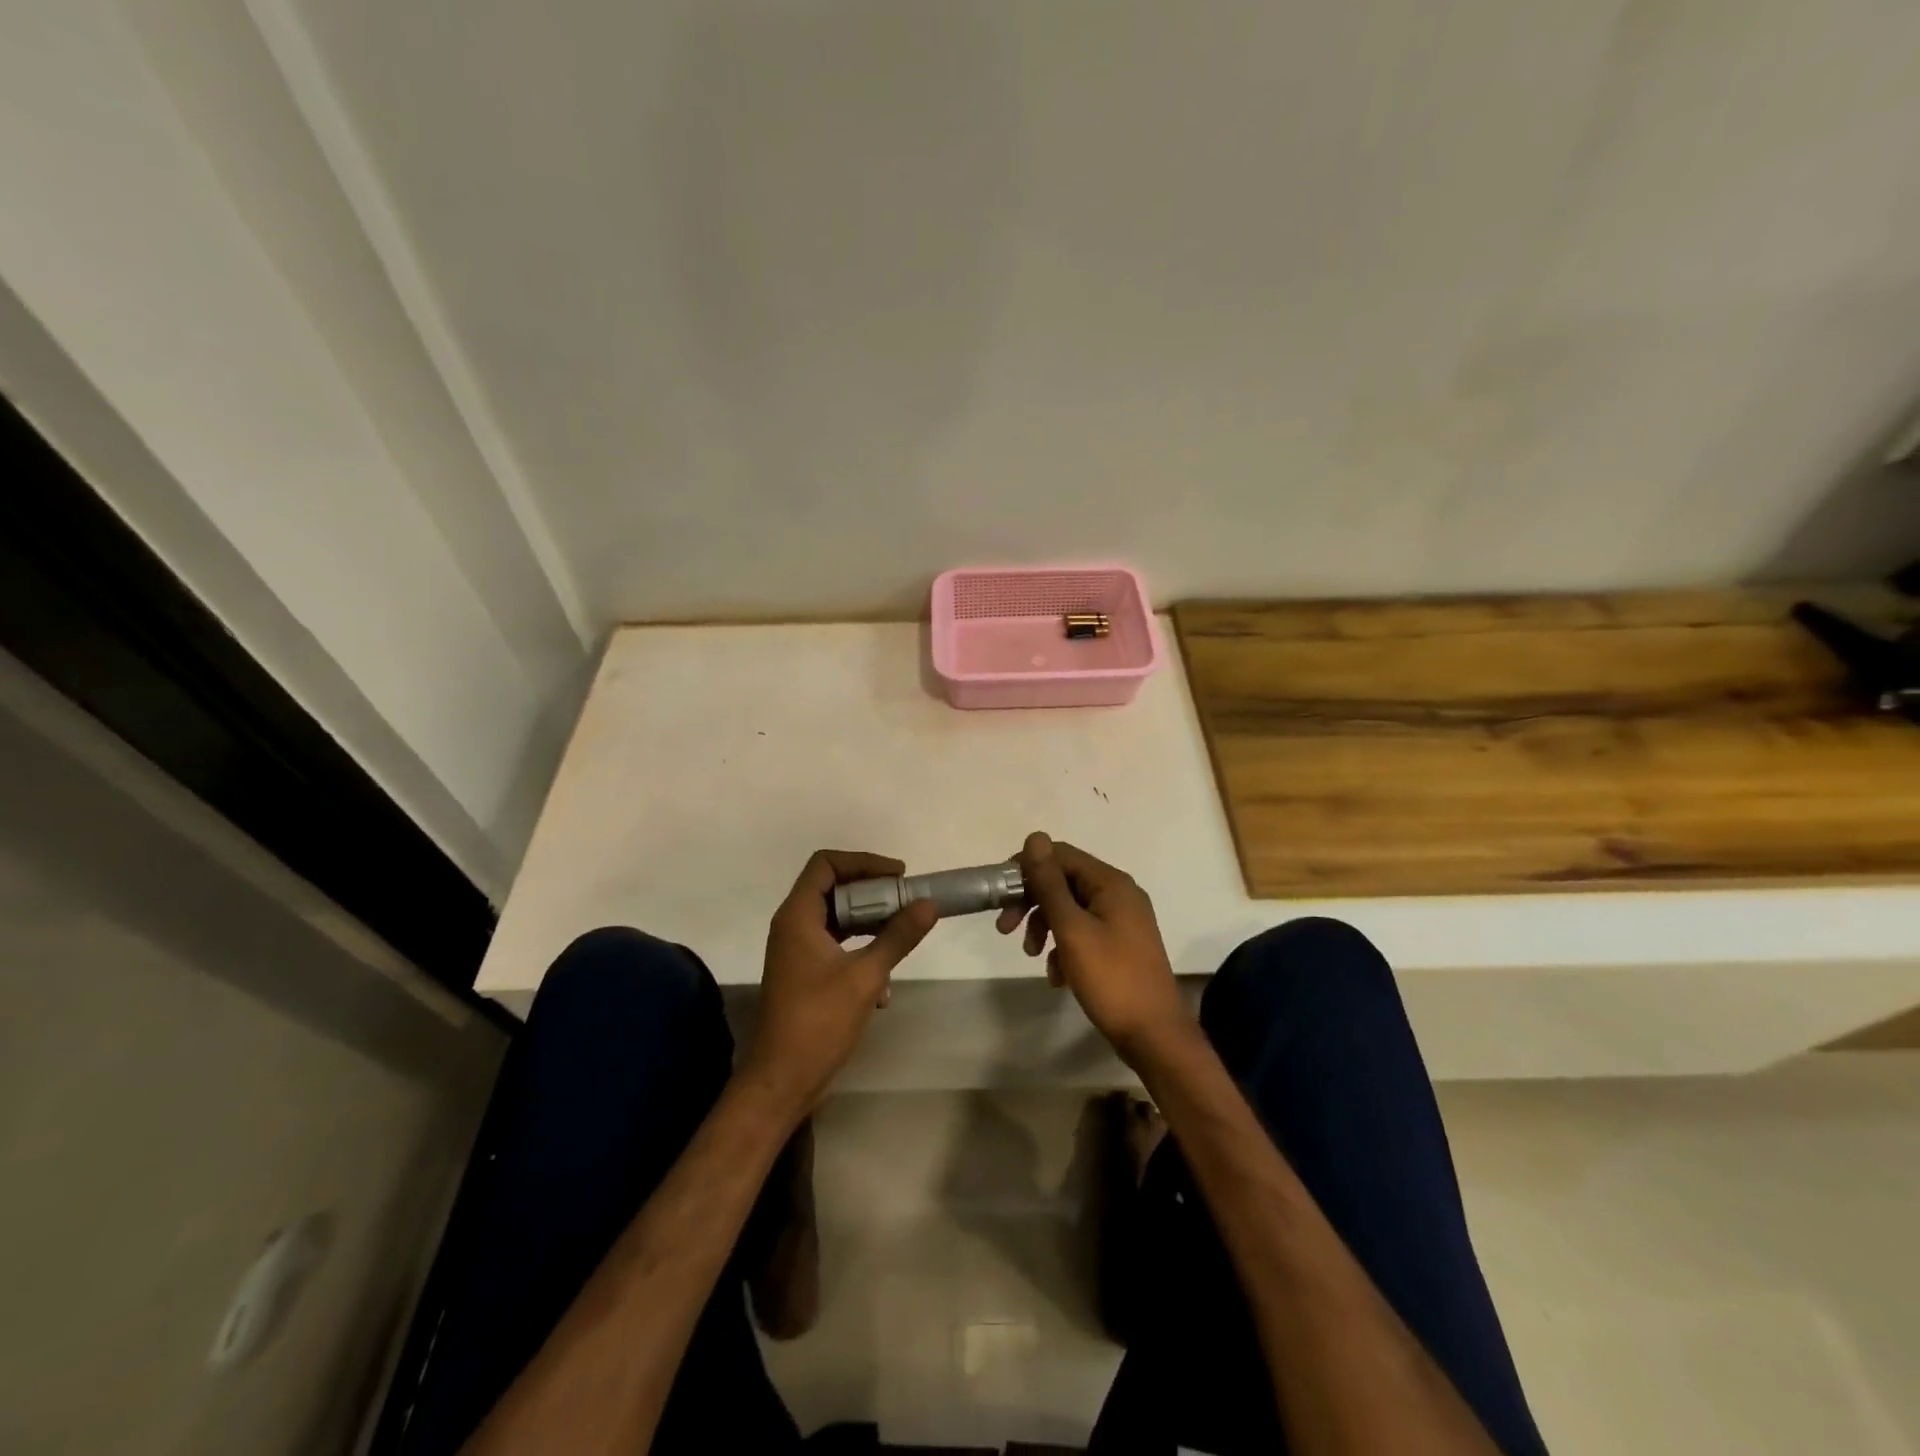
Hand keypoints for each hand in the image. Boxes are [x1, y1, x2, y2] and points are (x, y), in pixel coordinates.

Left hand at [741, 851, 938, 1113]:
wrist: (781, 1081)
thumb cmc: (818, 1022)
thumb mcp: (866, 976)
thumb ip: (898, 936)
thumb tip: (929, 904)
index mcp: (798, 916)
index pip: (826, 864)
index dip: (863, 862)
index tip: (898, 876)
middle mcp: (793, 926)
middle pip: (834, 888)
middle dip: (873, 893)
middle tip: (907, 901)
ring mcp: (797, 951)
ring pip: (838, 919)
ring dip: (870, 924)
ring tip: (902, 934)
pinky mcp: (805, 974)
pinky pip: (836, 946)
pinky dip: (861, 952)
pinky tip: (884, 986)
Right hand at [998, 832, 1190, 1064]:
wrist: (1154, 1036)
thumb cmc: (1111, 978)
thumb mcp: (1072, 929)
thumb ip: (1050, 884)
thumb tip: (1035, 837)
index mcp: (1111, 883)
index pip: (1060, 855)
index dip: (1026, 869)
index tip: (1000, 895)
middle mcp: (1119, 893)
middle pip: (1063, 881)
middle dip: (1032, 902)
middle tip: (1004, 928)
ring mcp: (1122, 920)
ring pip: (1070, 909)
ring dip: (1044, 927)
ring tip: (1032, 956)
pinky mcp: (1120, 945)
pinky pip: (1083, 933)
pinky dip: (1064, 947)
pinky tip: (1057, 977)